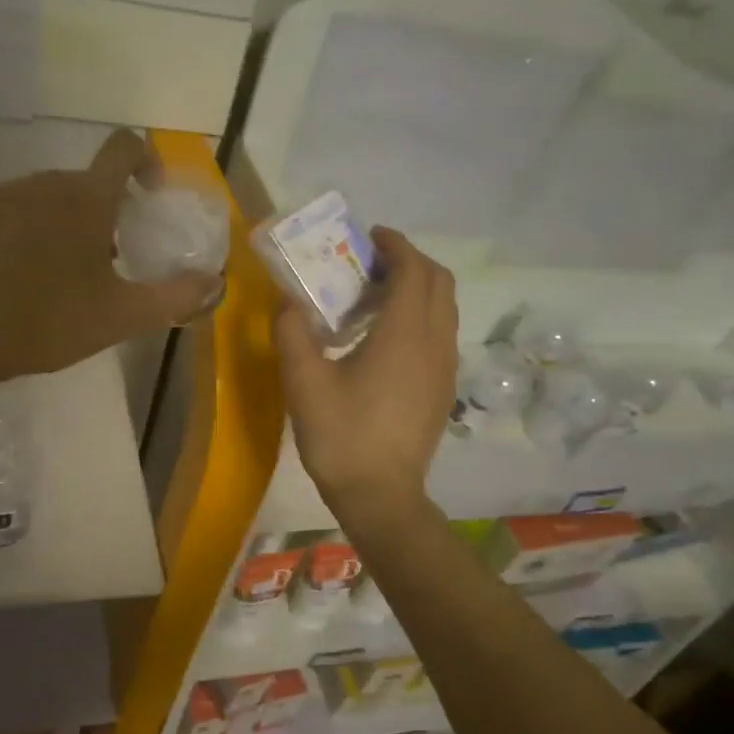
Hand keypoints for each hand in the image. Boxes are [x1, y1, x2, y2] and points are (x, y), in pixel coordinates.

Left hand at [0, 130, 224, 381]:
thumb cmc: (52, 321)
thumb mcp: (124, 317)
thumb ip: (177, 296)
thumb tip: (215, 281)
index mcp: (88, 198)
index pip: (124, 147)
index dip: (146, 160)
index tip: (151, 196)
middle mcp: (48, 182)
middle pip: (90, 181)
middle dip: (107, 211)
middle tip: (110, 260)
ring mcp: (8, 193)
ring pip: (53, 195)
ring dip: (70, 220)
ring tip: (66, 271)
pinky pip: (20, 206)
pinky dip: (35, 226)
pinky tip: (28, 270)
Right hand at [276, 228, 457, 520]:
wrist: (381, 496)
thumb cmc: (341, 437)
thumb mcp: (303, 382)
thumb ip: (293, 332)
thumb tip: (287, 300)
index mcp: (405, 334)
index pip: (414, 270)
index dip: (395, 245)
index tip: (369, 237)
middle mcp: (435, 342)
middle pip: (438, 282)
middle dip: (409, 261)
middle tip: (370, 264)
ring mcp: (445, 367)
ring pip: (444, 307)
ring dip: (417, 288)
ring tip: (375, 296)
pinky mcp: (443, 387)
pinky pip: (441, 332)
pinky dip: (421, 314)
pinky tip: (387, 337)